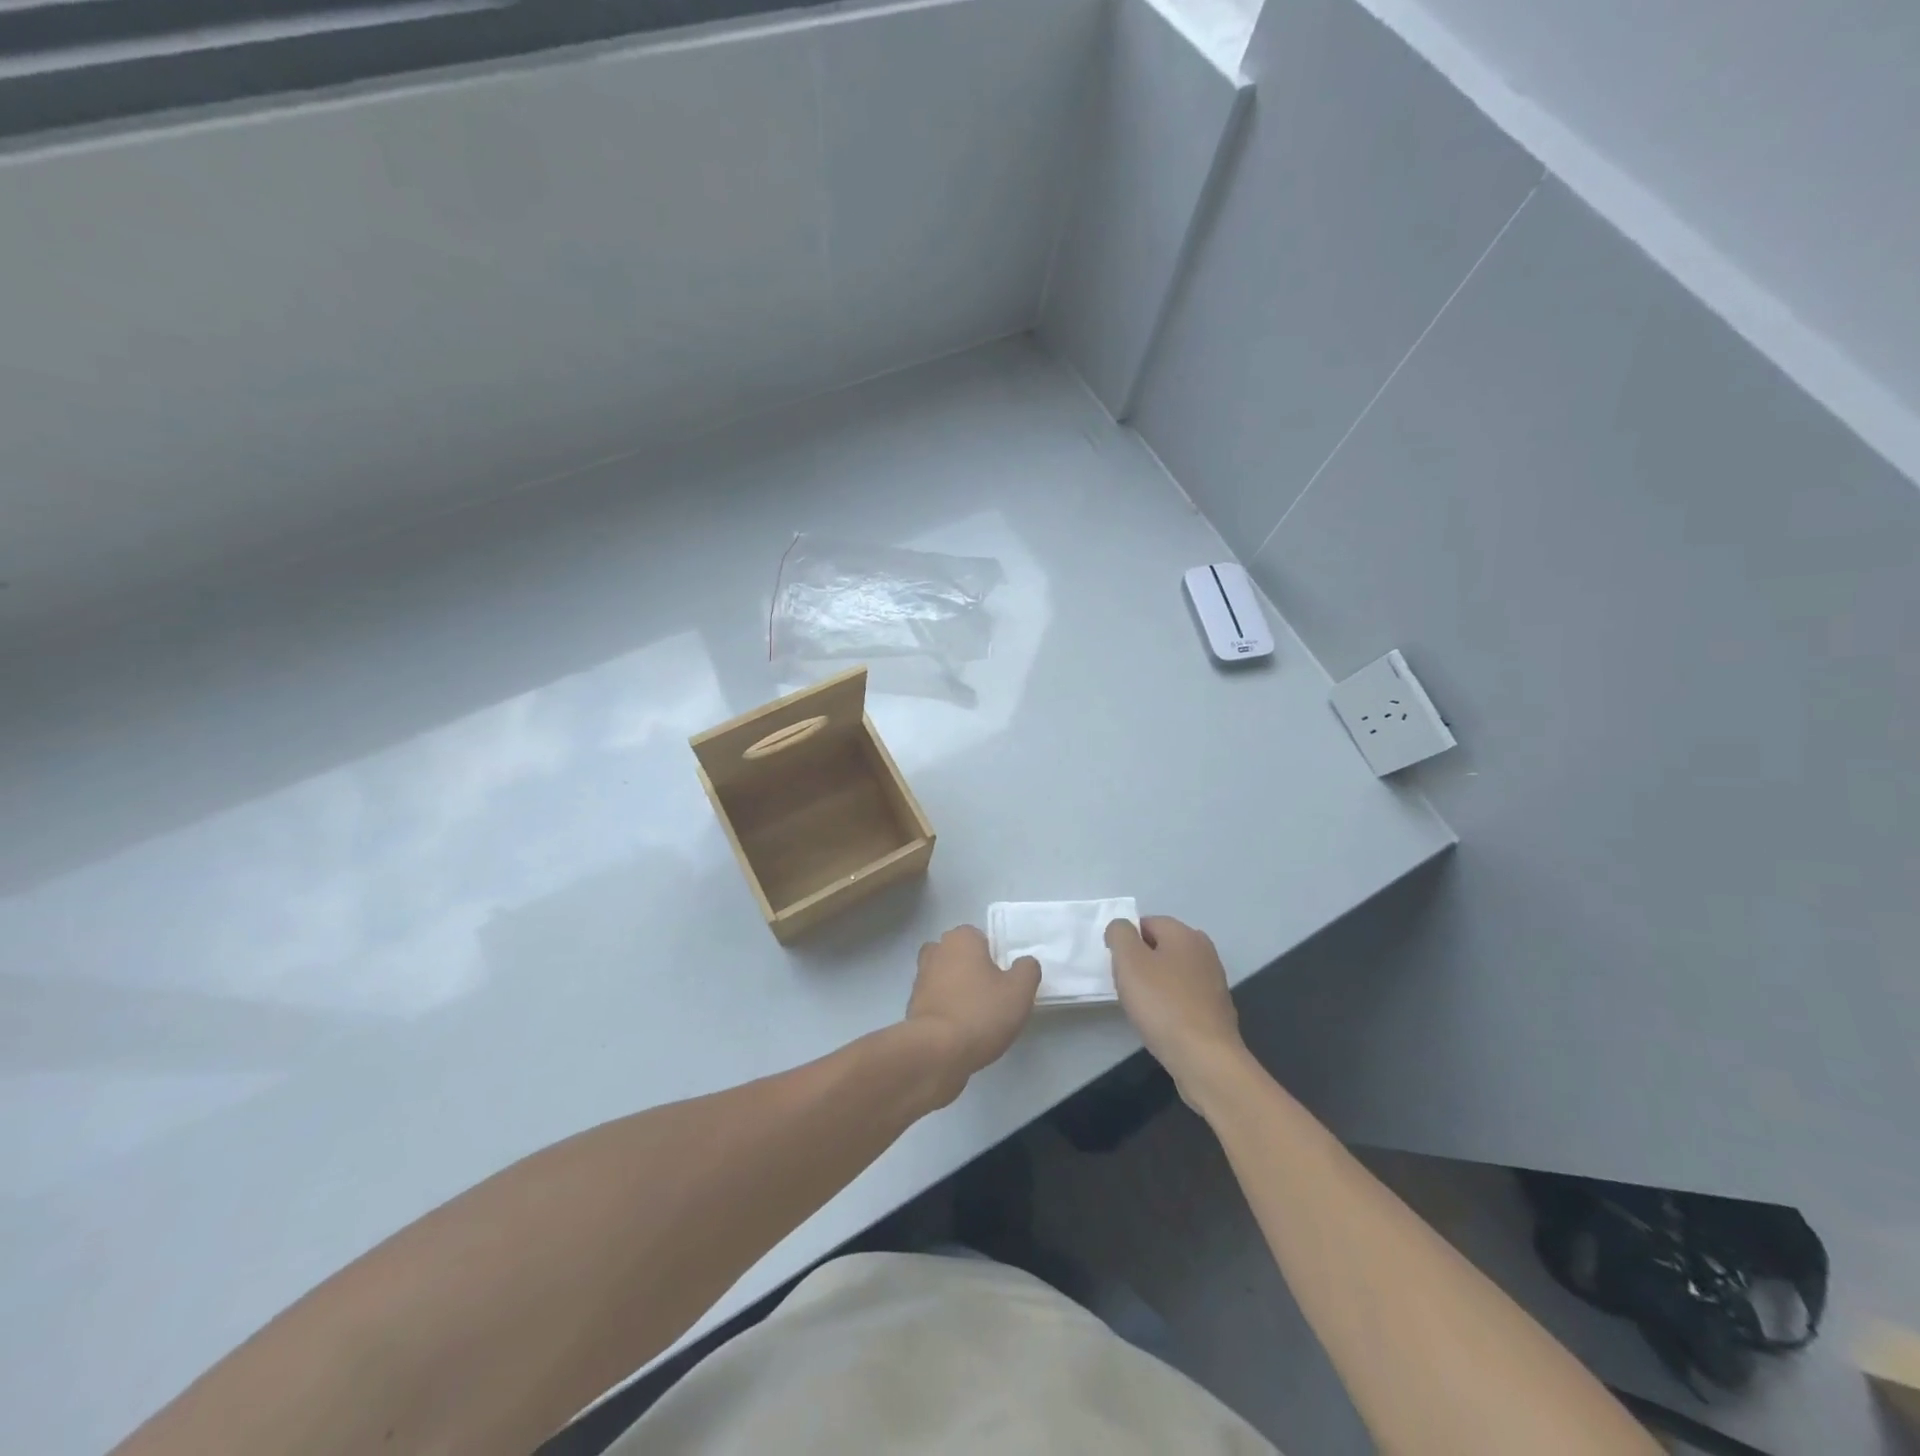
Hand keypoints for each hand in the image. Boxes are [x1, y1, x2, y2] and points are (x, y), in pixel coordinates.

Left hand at [905, 926, 1040, 1103]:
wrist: (936, 1052)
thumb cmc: (981, 1013)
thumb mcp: (1020, 991)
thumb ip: (1027, 970)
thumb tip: (1023, 963)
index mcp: (961, 939)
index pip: (980, 937)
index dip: (994, 957)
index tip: (1004, 981)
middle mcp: (936, 950)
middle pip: (960, 955)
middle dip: (973, 970)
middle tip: (992, 996)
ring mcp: (920, 978)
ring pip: (946, 977)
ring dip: (958, 990)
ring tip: (977, 1016)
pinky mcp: (912, 1005)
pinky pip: (936, 1000)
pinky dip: (946, 1009)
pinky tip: (960, 1030)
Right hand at [1106, 916, 1247, 1100]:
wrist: (1205, 1058)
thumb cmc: (1162, 1004)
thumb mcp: (1129, 961)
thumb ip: (1120, 934)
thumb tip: (1121, 928)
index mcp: (1184, 933)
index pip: (1145, 923)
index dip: (1126, 942)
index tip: (1118, 968)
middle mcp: (1204, 950)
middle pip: (1159, 947)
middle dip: (1139, 963)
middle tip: (1127, 987)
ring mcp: (1213, 980)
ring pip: (1171, 972)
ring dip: (1154, 984)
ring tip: (1143, 1008)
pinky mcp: (1216, 1008)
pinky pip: (1183, 995)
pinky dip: (1170, 1003)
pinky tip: (1162, 1022)